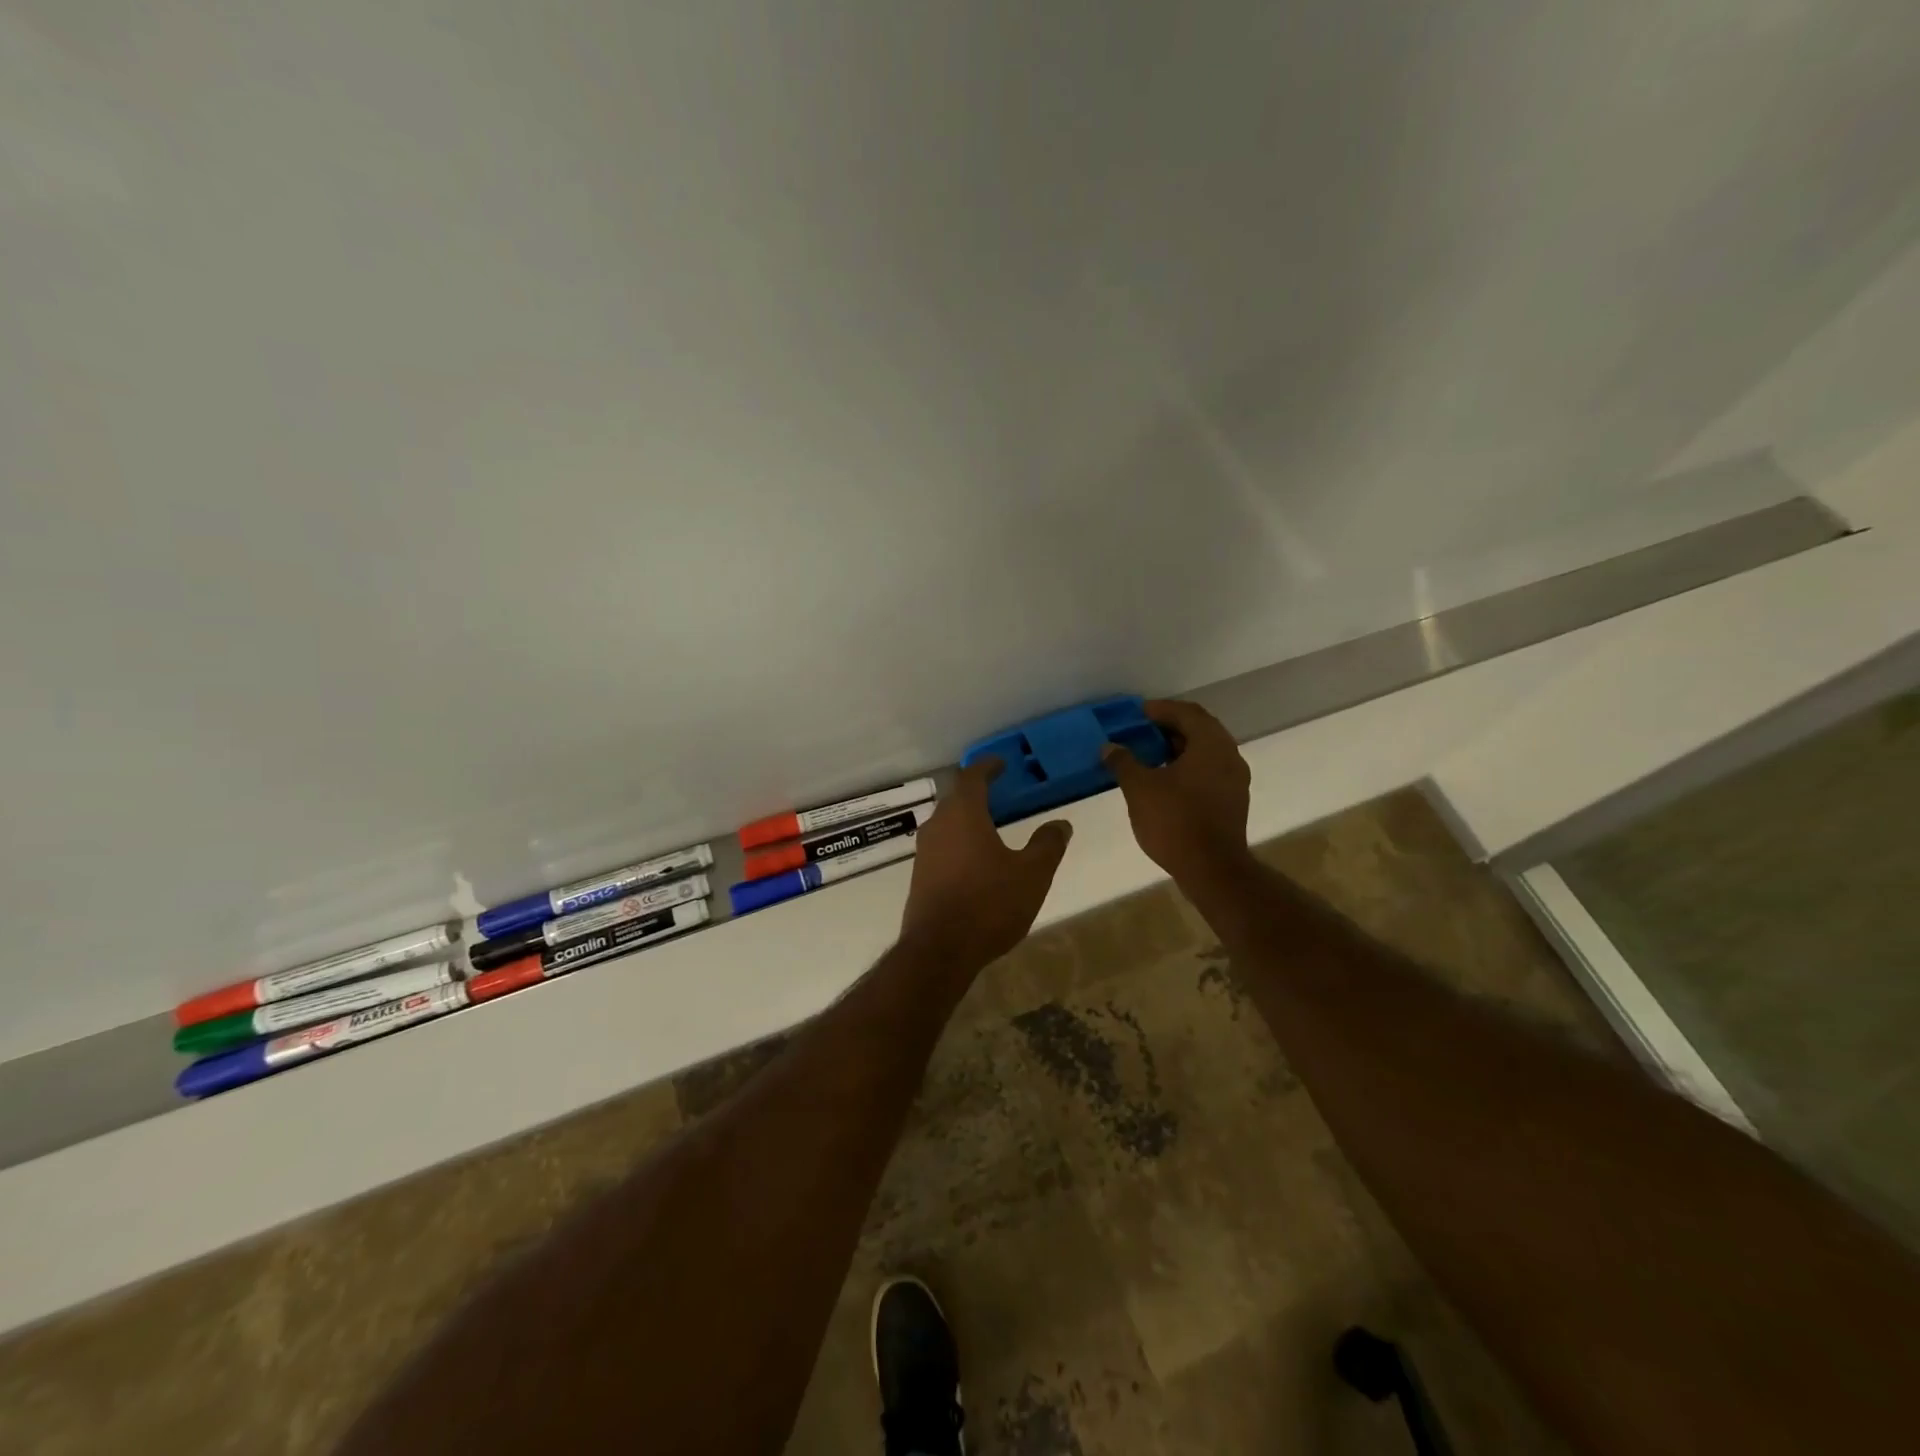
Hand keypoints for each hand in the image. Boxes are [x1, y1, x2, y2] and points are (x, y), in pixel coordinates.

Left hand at [898, 760, 1072, 976]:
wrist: (939, 951)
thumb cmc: (989, 903)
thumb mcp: (1032, 874)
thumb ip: (1047, 845)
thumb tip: (1061, 824)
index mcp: (963, 814)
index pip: (972, 777)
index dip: (987, 767)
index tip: (1001, 763)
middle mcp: (938, 825)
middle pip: (956, 799)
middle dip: (977, 793)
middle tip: (999, 793)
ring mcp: (924, 852)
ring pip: (946, 824)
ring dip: (966, 820)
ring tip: (990, 827)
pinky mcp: (919, 877)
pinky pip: (941, 848)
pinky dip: (958, 844)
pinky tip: (974, 861)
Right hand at [1103, 699, 1252, 884]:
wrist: (1212, 869)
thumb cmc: (1175, 821)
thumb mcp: (1139, 788)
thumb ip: (1124, 762)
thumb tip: (1109, 747)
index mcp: (1210, 744)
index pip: (1187, 713)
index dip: (1161, 709)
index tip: (1138, 713)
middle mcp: (1229, 756)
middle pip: (1200, 729)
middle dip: (1170, 727)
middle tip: (1142, 731)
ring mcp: (1235, 780)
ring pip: (1206, 752)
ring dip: (1179, 748)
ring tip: (1150, 755)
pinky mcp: (1232, 801)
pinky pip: (1209, 771)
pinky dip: (1188, 767)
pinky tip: (1166, 780)